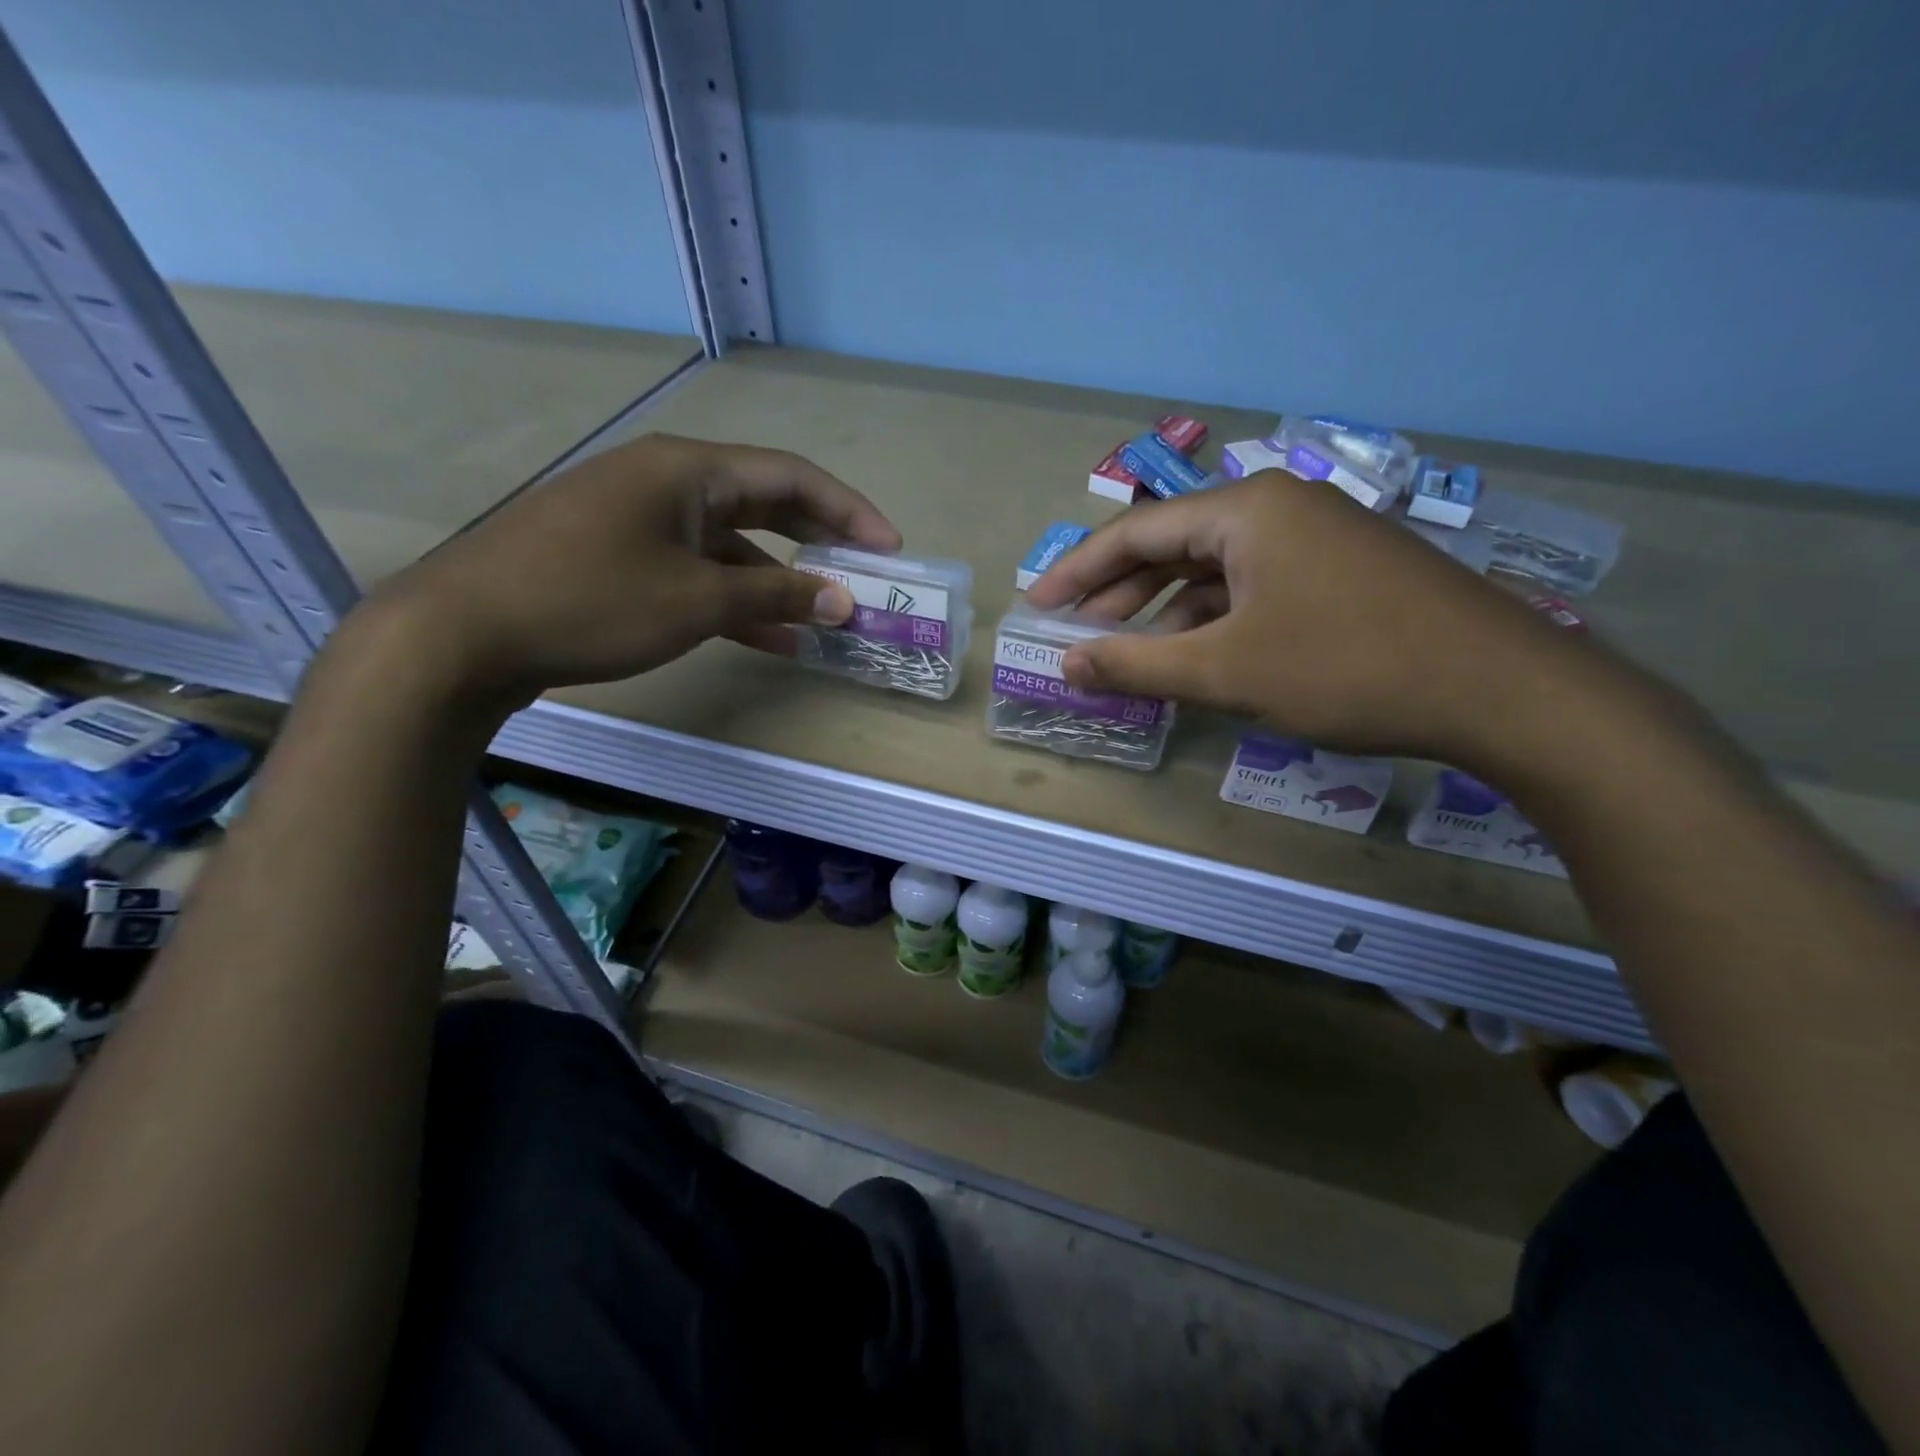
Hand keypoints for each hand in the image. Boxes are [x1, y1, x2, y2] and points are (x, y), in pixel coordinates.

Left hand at [358, 433, 900, 706]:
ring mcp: (639, 519)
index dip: (848, 510)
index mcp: (688, 471)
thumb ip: (777, 594)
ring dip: (777, 579)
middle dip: (818, 540)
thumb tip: (844, 600)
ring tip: (822, 617)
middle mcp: (667, 482)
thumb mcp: (697, 600)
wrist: (462, 633)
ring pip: (731, 543)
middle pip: (764, 502)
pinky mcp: (619, 556)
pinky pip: (696, 570)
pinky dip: (734, 598)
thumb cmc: (590, 601)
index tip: (890, 548)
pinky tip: (766, 637)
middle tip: (863, 574)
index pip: (791, 476)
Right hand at [1024, 472, 1596, 761]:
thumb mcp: (1226, 671)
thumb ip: (1136, 666)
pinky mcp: (1343, 573)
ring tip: (1130, 653)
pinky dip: (1216, 620)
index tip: (1040, 604)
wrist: (1502, 690)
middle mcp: (1280, 509)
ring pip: (1216, 571)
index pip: (1137, 531)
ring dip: (1167, 611)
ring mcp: (1318, 539)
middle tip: (1078, 633)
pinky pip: (1255, 588)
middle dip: (1121, 592)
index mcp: (1246, 511)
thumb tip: (1068, 664)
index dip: (1080, 571)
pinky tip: (1200, 656)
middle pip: (1175, 545)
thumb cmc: (1348, 668)